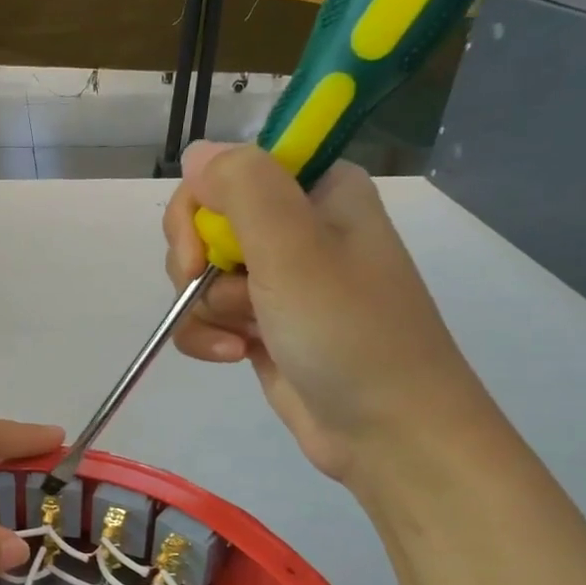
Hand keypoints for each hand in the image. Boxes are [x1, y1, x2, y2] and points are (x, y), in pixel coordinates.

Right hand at [162, 141, 493, 482]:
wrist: (388, 432)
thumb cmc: (349, 333)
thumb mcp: (295, 249)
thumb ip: (243, 187)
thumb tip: (196, 152)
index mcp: (316, 190)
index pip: (227, 170)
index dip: (201, 208)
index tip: (203, 250)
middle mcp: (296, 227)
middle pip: (203, 223)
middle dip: (199, 266)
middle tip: (232, 297)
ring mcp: (277, 279)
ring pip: (199, 274)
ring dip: (206, 310)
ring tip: (245, 338)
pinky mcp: (262, 324)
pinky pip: (206, 315)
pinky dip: (209, 337)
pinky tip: (236, 356)